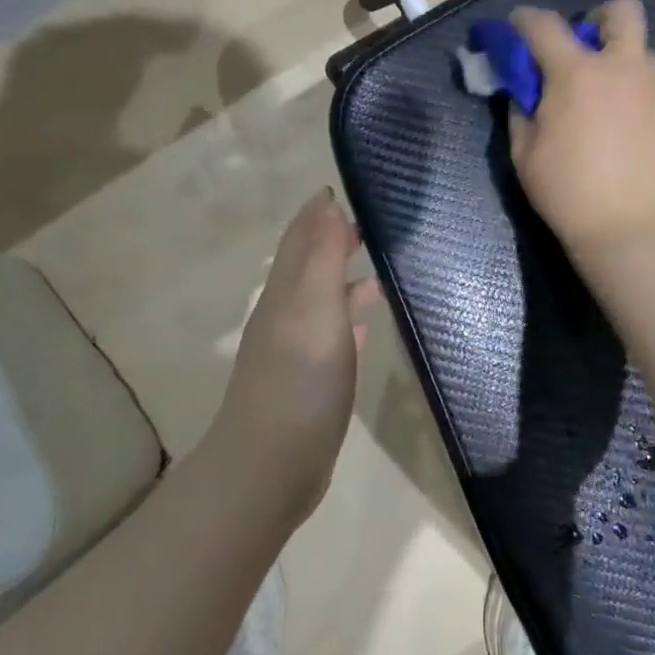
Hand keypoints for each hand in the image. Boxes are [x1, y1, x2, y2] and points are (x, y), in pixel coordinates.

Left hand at [210, 190, 381, 523]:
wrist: (271, 465)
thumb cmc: (299, 379)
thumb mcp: (315, 306)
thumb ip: (323, 254)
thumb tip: (325, 200)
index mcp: (287, 292)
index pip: (302, 238)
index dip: (320, 212)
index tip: (347, 189)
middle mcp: (286, 315)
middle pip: (311, 267)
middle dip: (336, 242)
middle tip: (374, 228)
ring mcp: (296, 352)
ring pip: (323, 302)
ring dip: (347, 283)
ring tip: (382, 275)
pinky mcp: (309, 383)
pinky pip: (331, 339)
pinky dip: (348, 323)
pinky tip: (367, 328)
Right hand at [508, 0, 654, 258]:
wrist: (632, 234)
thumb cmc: (568, 194)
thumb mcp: (525, 155)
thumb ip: (522, 111)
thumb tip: (526, 92)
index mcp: (578, 75)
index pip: (544, 25)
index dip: (525, 19)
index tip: (519, 27)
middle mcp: (626, 69)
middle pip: (623, 11)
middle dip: (601, 20)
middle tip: (590, 51)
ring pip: (651, 55)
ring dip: (630, 67)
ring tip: (620, 104)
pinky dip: (649, 105)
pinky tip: (641, 139)